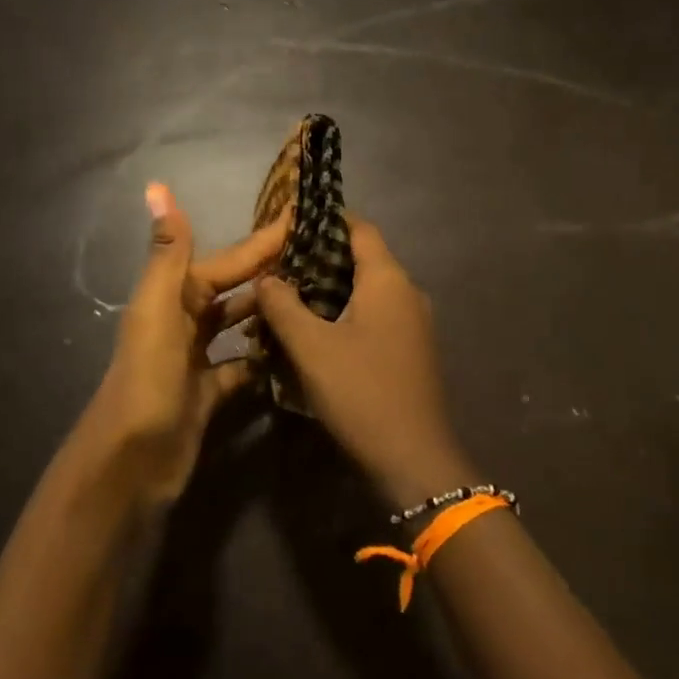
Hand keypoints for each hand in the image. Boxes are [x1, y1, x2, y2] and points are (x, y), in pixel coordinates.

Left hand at [74, 183, 288, 507]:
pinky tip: (293, 351)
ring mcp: (196, 359)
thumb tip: (157, 186)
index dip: (262, 240)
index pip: (226, 261)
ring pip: (237, 325)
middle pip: (232, 289)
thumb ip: (167, 253)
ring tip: (314, 297)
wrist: (132, 462)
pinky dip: (261, 358)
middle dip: (268, 271)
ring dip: (266, 310)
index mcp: (173, 298)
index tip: (302, 216)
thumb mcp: (158, 312)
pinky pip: (240, 367)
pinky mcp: (208, 394)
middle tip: (320, 256)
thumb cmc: (149, 381)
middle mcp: (183, 322)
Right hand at [256, 218, 476, 508]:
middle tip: (275, 266)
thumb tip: (265, 278)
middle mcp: (407, 293)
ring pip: (364, 292)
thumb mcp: (311, 347)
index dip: (324, 220)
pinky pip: (372, 318)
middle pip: (360, 259)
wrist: (413, 458)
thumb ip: (283, 305)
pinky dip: (342, 316)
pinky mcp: (409, 351)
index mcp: (388, 280)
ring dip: (327, 292)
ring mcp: (413, 324)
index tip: (287, 222)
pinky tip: (312, 334)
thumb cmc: (361, 391)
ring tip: (285, 299)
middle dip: (317, 259)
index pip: (358, 228)